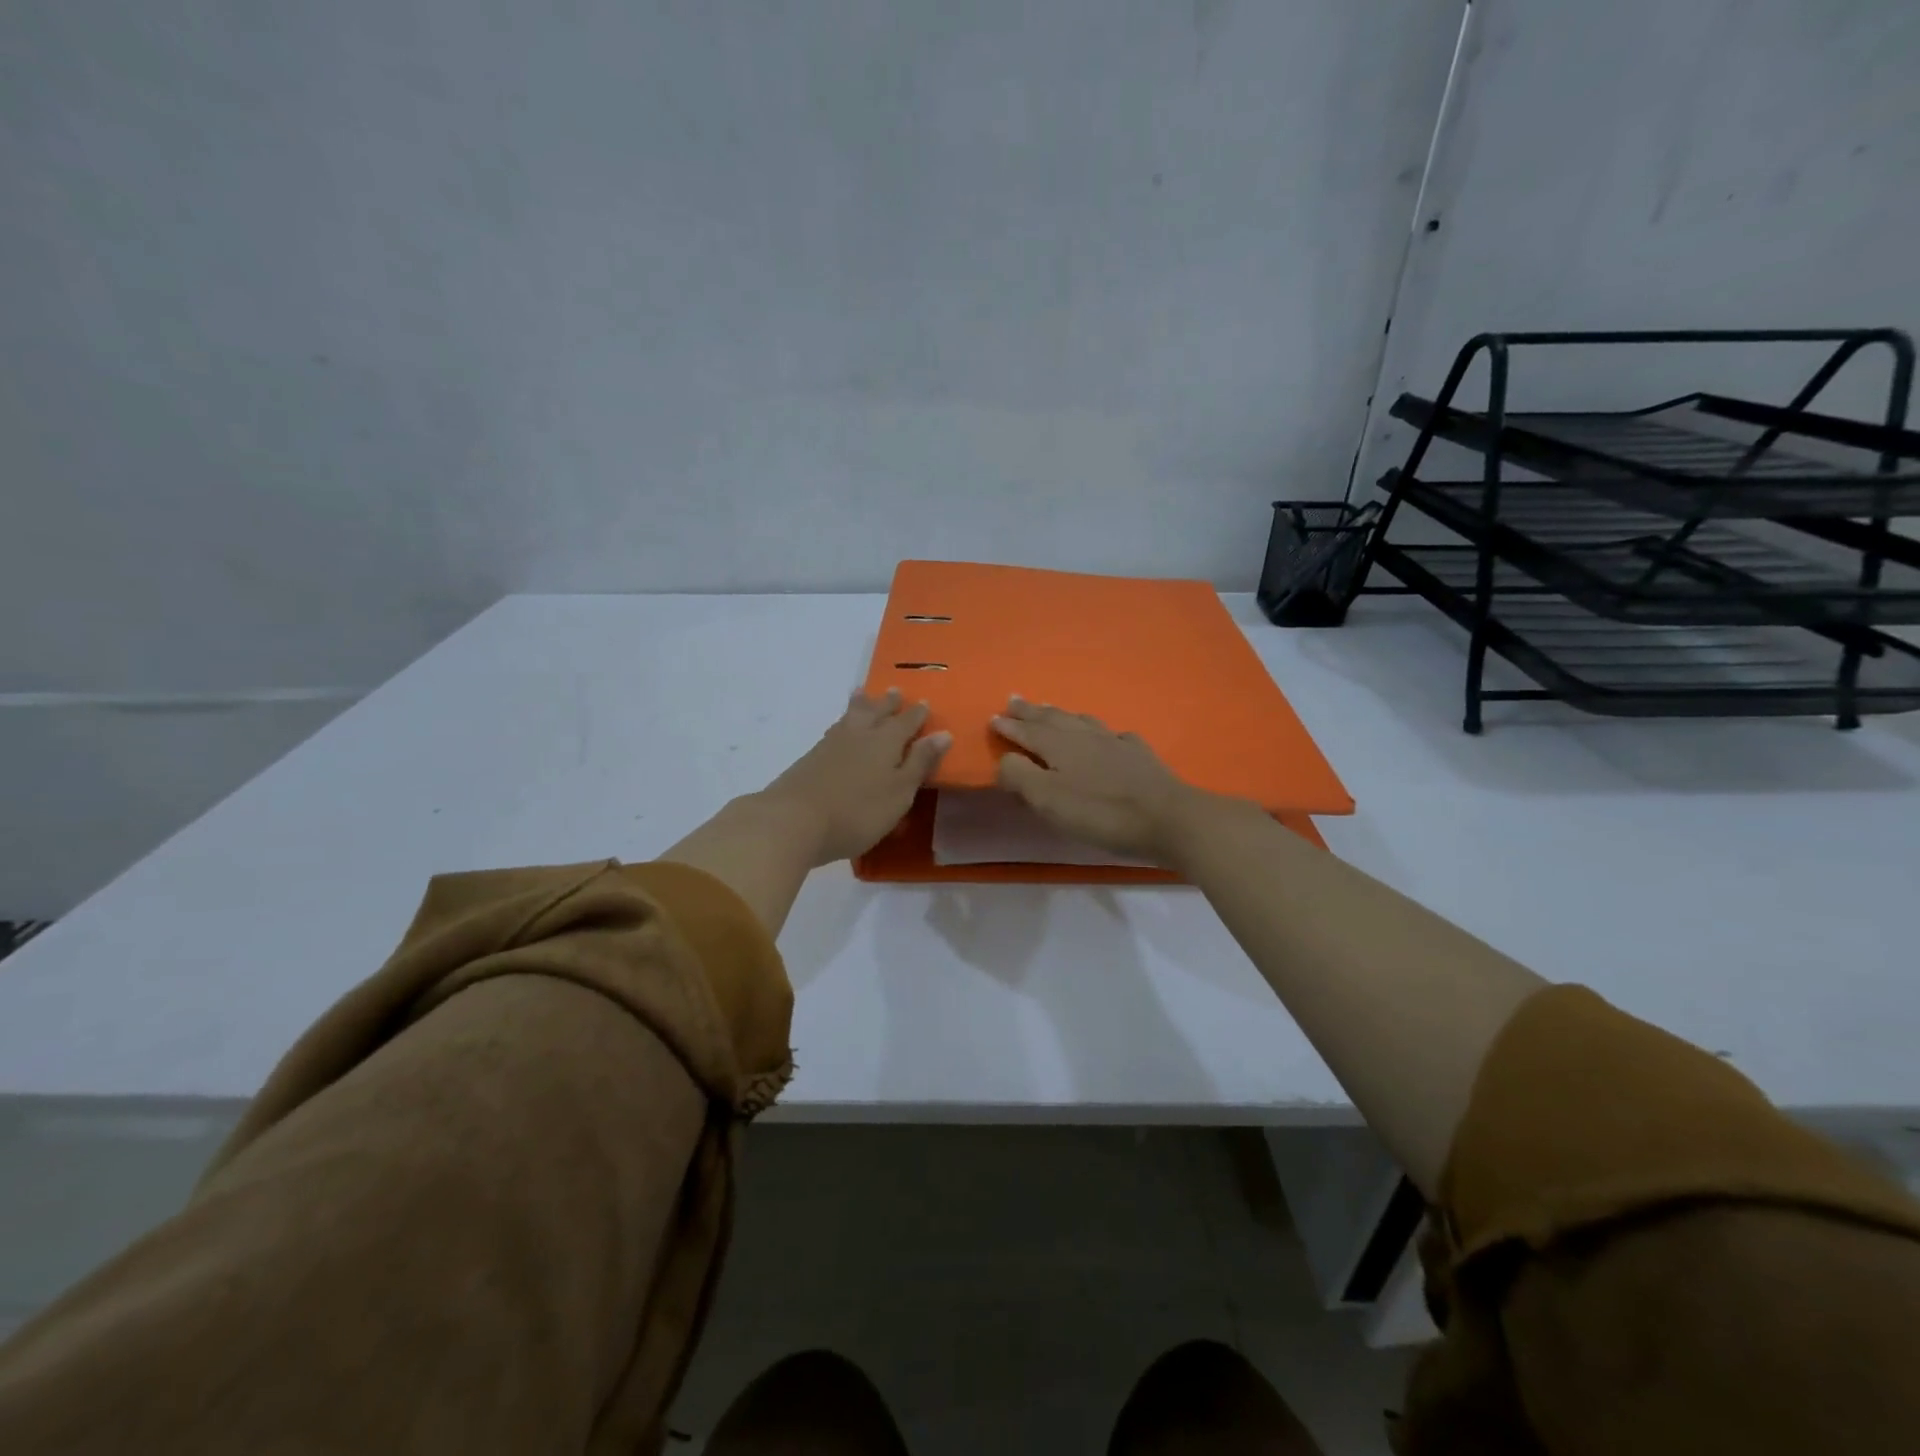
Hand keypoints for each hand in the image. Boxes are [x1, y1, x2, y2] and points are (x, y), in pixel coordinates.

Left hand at [758, 689, 951, 864]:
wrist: (795, 820)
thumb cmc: (858, 811)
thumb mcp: (900, 792)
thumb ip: (920, 762)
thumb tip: (943, 733)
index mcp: (886, 741)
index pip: (906, 722)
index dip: (916, 714)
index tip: (925, 703)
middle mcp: (859, 734)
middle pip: (876, 712)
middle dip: (888, 703)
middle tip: (895, 691)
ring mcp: (831, 744)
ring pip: (851, 716)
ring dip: (861, 704)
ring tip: (864, 695)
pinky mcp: (811, 758)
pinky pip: (835, 729)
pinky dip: (843, 722)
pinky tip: (839, 728)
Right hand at [991, 697, 1212, 862]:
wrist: (1166, 817)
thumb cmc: (1100, 812)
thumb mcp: (1048, 800)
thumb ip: (1020, 776)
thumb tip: (1005, 758)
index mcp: (1058, 746)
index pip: (1027, 731)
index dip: (1009, 726)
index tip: (993, 717)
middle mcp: (1084, 736)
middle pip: (1052, 719)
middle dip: (1031, 711)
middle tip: (1015, 699)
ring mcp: (1115, 742)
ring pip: (1082, 721)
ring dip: (1061, 715)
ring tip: (1051, 710)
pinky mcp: (1139, 755)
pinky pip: (1114, 735)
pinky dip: (1101, 732)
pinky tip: (1107, 737)